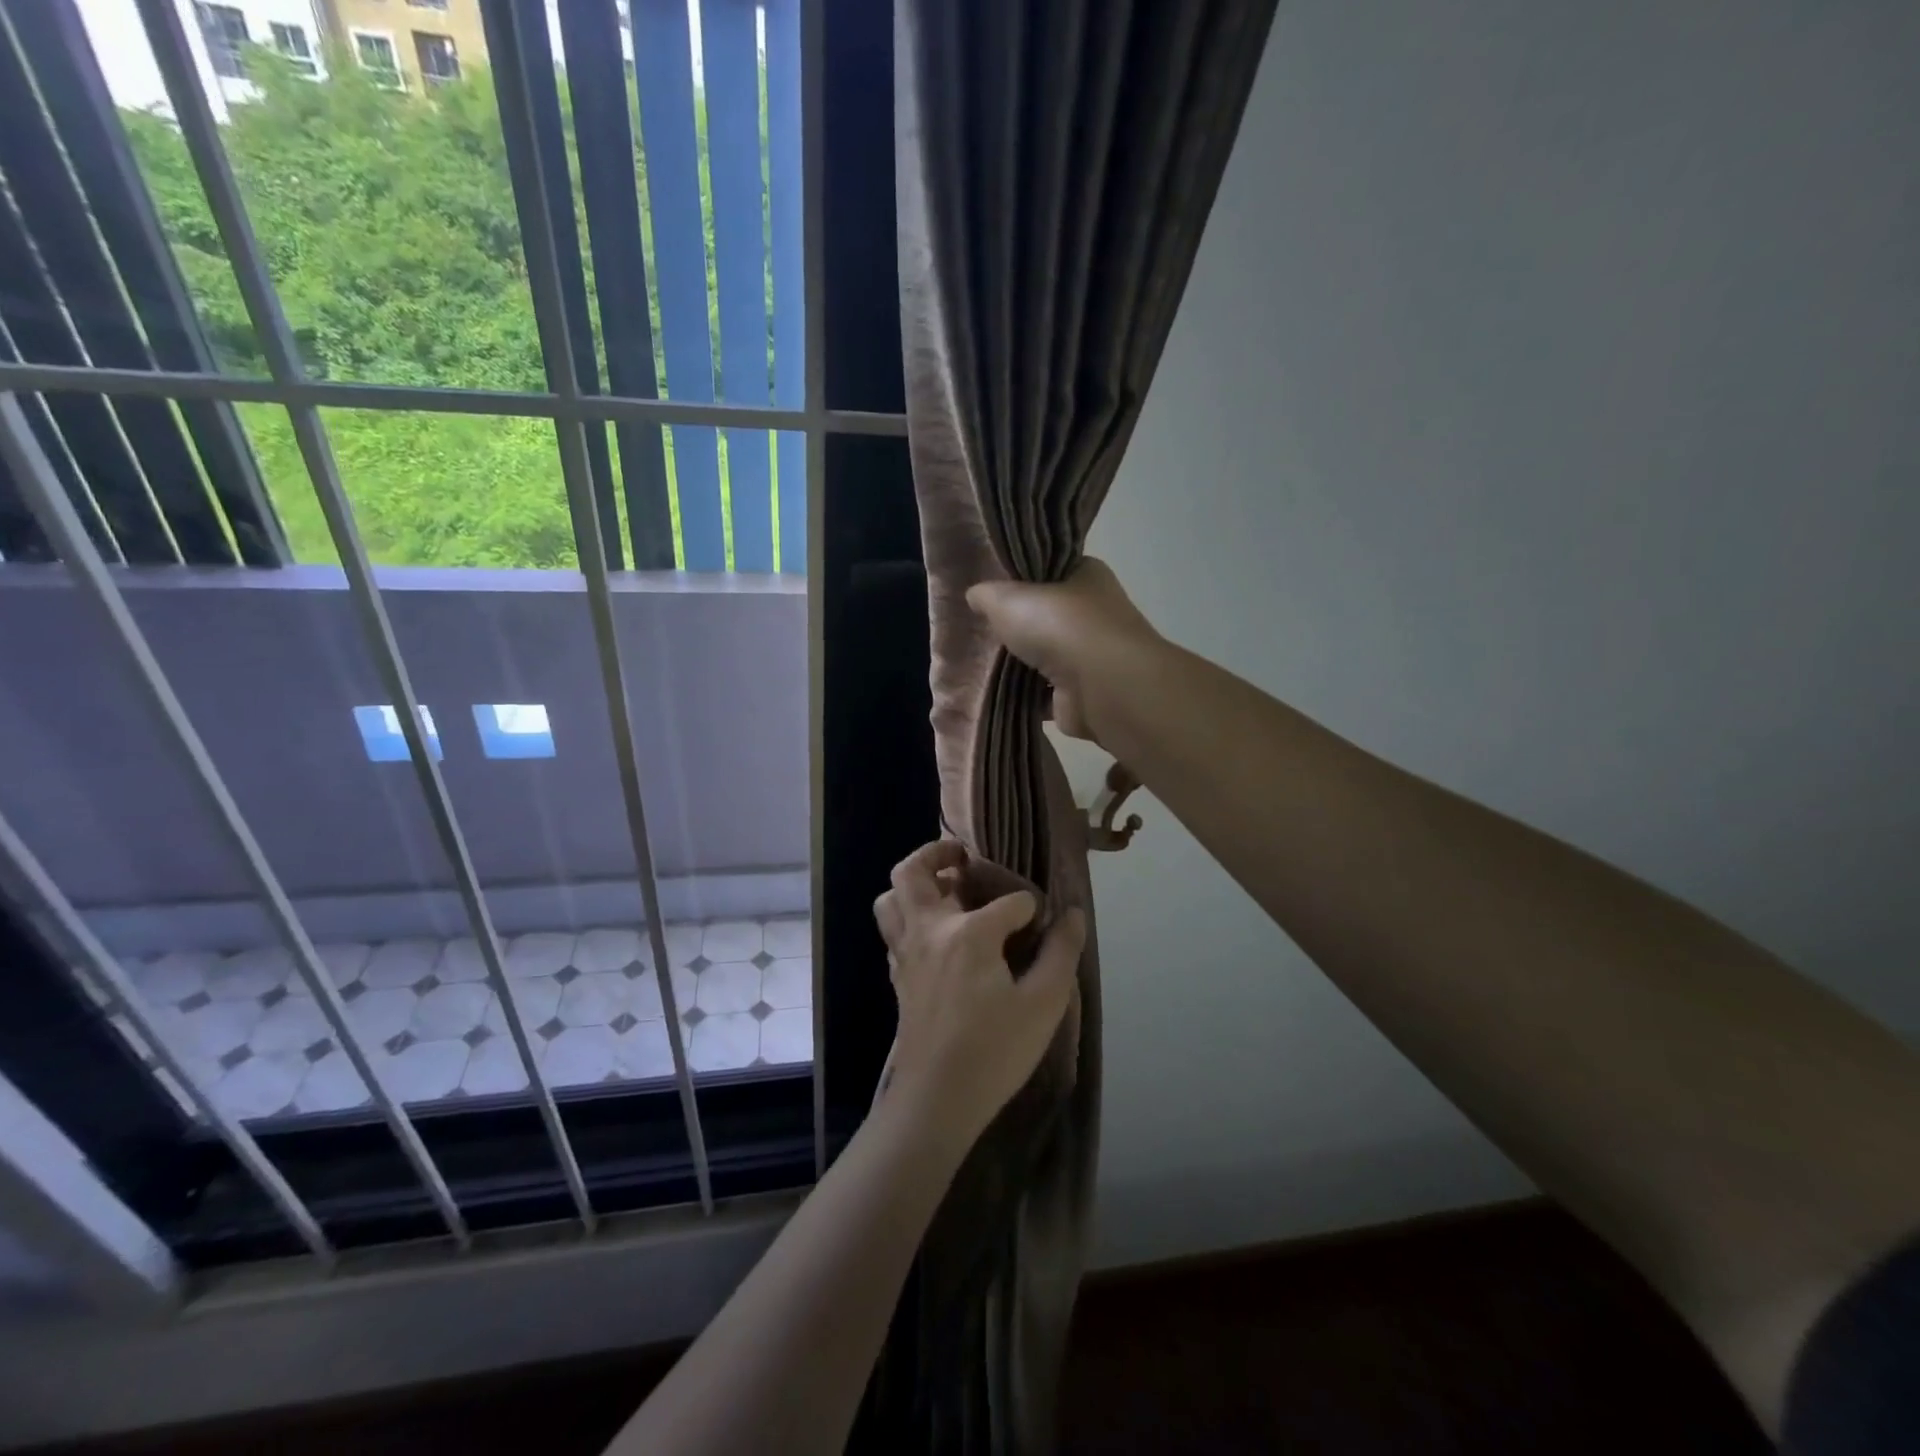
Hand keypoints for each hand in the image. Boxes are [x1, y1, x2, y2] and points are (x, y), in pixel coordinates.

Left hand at [872, 841, 1086, 1146]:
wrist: (938, 1100)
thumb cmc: (996, 1051)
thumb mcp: (1044, 1003)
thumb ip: (1061, 952)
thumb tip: (1073, 914)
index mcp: (968, 933)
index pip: (1007, 902)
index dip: (1030, 909)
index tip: (1042, 925)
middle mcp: (929, 931)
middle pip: (913, 872)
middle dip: (937, 854)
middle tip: (962, 857)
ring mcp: (906, 952)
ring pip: (891, 899)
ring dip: (913, 885)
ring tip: (944, 890)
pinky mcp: (898, 975)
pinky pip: (893, 929)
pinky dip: (909, 917)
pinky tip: (936, 935)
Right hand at [966, 558, 1160, 745]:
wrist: (1100, 686)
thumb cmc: (1060, 626)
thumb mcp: (1009, 598)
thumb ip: (988, 595)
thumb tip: (975, 594)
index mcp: (1087, 575)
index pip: (1052, 570)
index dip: (1023, 578)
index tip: (993, 590)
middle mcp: (1095, 613)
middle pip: (1048, 615)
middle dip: (1020, 625)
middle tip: (983, 628)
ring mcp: (1092, 656)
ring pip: (1047, 656)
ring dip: (1022, 663)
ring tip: (983, 662)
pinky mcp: (1082, 694)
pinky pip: (1045, 692)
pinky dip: (1026, 695)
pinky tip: (997, 694)